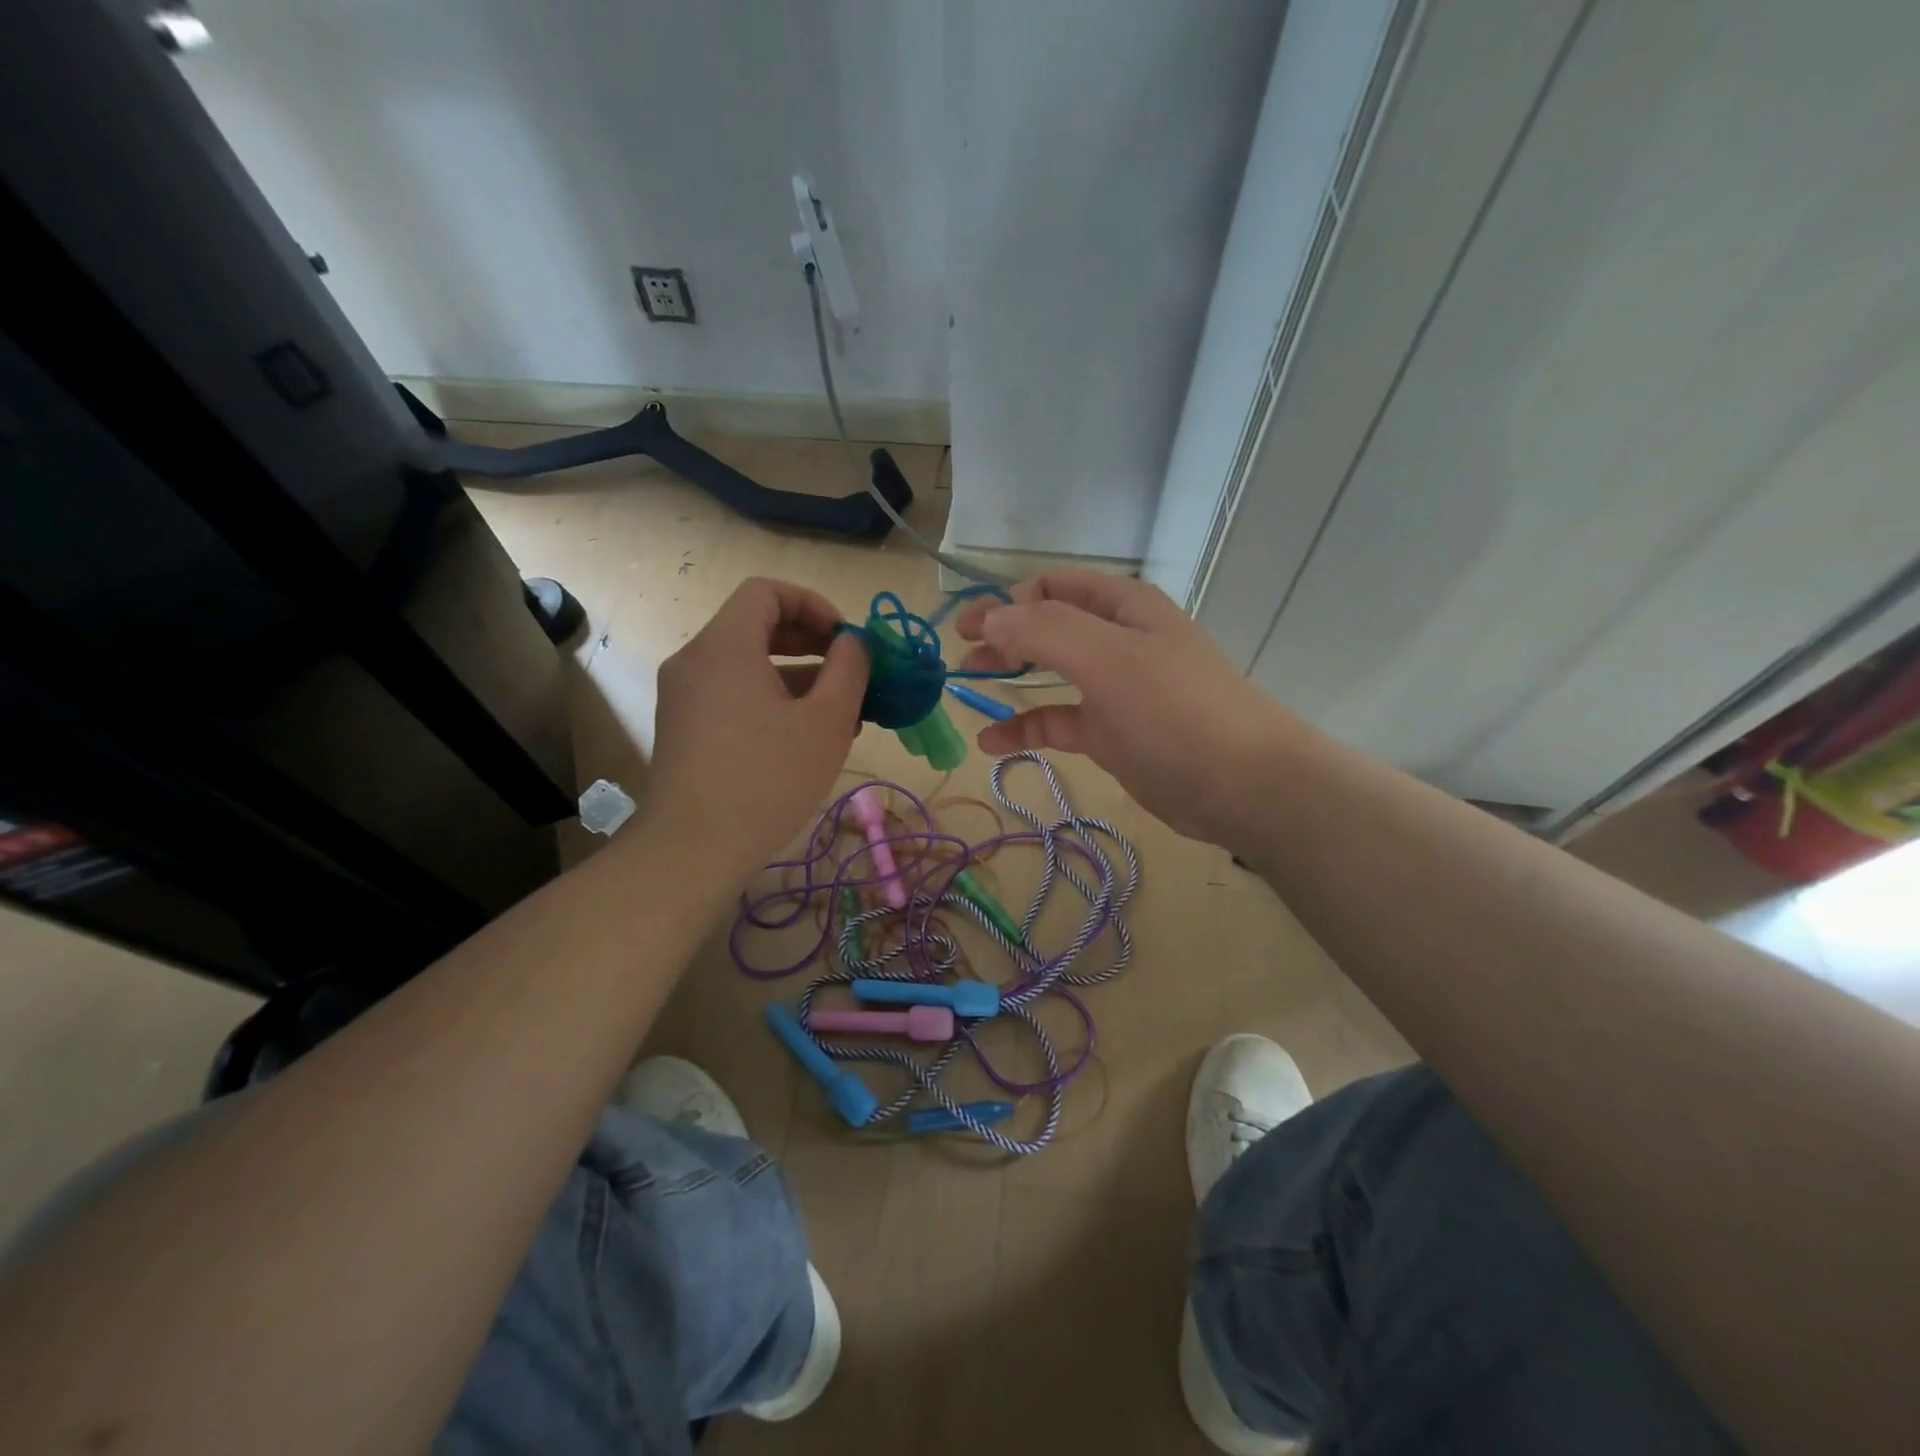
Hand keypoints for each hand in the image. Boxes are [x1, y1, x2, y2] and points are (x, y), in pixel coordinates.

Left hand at [644, 578, 868, 879]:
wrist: (693, 849)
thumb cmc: (767, 778)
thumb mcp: (826, 721)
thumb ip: (849, 669)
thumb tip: (854, 643)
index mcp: (725, 646)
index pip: (766, 592)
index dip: (812, 604)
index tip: (845, 639)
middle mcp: (695, 660)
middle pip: (755, 626)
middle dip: (810, 642)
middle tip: (849, 670)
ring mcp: (684, 696)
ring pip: (746, 665)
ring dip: (796, 676)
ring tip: (840, 712)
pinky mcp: (684, 728)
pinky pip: (732, 694)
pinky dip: (770, 699)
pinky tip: (804, 737)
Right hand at [955, 572, 1301, 849]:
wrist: (1243, 786)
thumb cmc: (1176, 710)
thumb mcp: (1108, 658)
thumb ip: (1044, 631)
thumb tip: (989, 617)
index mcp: (1123, 606)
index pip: (1052, 586)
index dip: (1006, 601)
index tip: (969, 629)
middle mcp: (1118, 640)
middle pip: (1047, 626)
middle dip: (1003, 636)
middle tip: (961, 657)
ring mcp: (1116, 689)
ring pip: (1050, 674)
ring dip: (1010, 678)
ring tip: (967, 690)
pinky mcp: (1113, 734)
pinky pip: (1059, 722)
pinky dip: (1025, 728)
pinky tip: (992, 743)